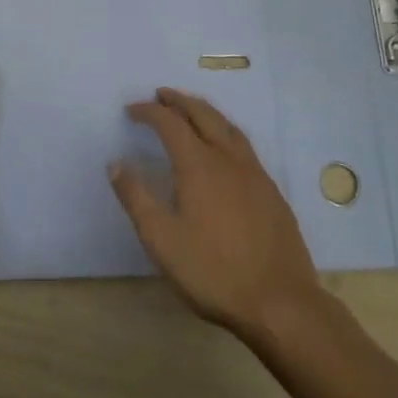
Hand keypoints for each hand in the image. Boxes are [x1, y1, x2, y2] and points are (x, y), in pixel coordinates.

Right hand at [110, 88, 322, 340]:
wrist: (281, 302)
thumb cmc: (213, 272)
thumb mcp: (161, 240)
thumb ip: (136, 198)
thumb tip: (116, 163)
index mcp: (198, 165)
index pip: (170, 123)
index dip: (149, 111)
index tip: (131, 110)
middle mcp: (228, 159)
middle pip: (203, 114)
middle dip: (179, 101)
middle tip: (161, 95)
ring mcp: (254, 173)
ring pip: (228, 126)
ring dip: (205, 111)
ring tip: (190, 110)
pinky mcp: (271, 191)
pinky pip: (244, 145)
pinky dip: (225, 131)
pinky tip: (223, 148)